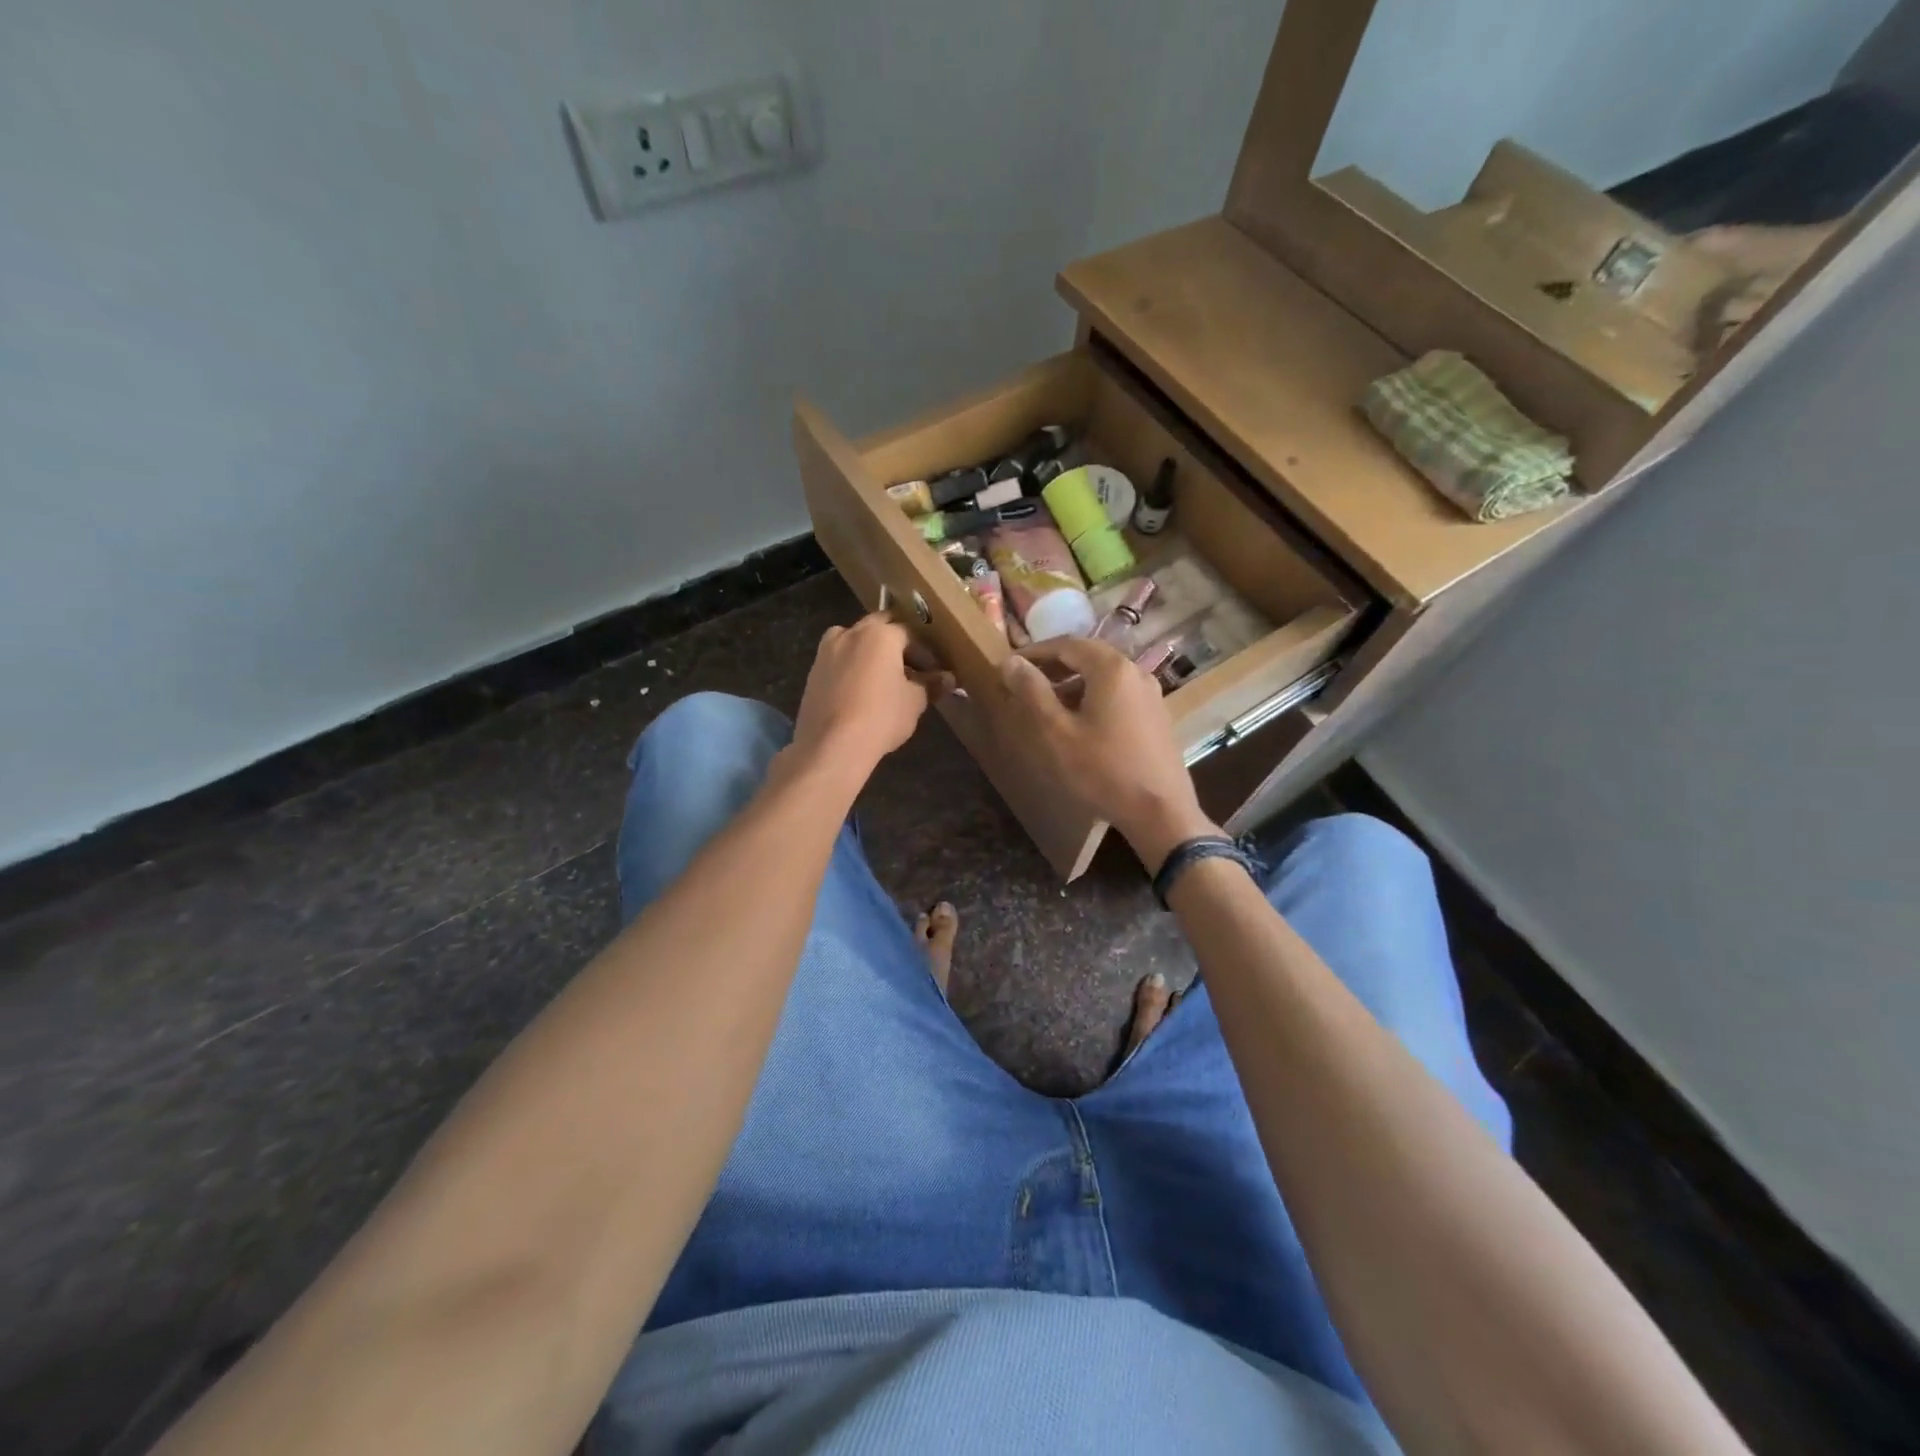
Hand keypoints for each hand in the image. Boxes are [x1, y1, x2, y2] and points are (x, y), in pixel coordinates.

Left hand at [792, 614, 951, 773]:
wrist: (832, 745)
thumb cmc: (881, 716)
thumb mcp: (915, 701)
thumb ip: (931, 684)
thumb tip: (948, 678)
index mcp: (881, 634)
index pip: (911, 634)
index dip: (925, 652)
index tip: (934, 672)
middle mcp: (851, 633)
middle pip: (879, 628)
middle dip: (896, 643)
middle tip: (910, 668)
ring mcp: (827, 651)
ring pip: (854, 640)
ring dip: (870, 651)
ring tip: (882, 677)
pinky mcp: (813, 671)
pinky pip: (839, 660)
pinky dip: (852, 666)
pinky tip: (860, 690)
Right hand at [999, 638, 1218, 872]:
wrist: (1160, 812)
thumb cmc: (1102, 770)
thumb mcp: (1056, 731)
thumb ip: (1032, 691)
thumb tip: (1010, 661)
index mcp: (1112, 668)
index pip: (1067, 644)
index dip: (1035, 652)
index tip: (1010, 666)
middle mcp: (1136, 672)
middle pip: (1088, 657)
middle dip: (1054, 666)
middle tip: (1025, 683)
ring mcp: (1151, 695)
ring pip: (1104, 677)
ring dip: (1073, 684)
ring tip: (1047, 706)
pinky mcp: (1157, 717)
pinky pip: (1118, 695)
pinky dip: (1093, 698)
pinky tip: (1080, 724)